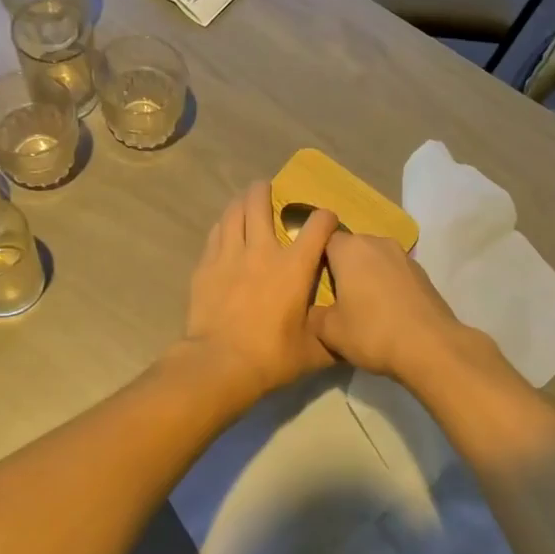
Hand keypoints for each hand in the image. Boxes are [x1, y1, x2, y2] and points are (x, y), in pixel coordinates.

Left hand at [176, 182, 337, 406]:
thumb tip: (349, 330)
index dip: (326, 218)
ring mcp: (229, 255)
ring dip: (241, 201)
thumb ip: (332, 334)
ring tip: (246, 199)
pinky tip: (225, 228)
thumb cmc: (272, 357)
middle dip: (266, 191)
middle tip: (269, 189)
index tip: (328, 221)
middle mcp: (262, 250)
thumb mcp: (314, 351)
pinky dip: (224, 225)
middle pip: (261, 203)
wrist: (219, 364)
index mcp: (294, 267)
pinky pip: (215, 233)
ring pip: (234, 212)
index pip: (317, 226)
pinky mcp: (206, 266)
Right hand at [309, 231, 477, 384]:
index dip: (316, 258)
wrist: (431, 347)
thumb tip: (315, 311)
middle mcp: (378, 243)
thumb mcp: (329, 331)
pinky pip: (395, 273)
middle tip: (335, 297)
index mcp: (350, 249)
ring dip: (367, 276)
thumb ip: (314, 315)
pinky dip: (387, 286)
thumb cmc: (372, 332)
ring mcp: (404, 257)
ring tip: (362, 306)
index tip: (312, 280)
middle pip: (351, 248)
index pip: (323, 239)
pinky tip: (387, 312)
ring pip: (375, 260)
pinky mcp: (423, 274)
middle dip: (342, 267)